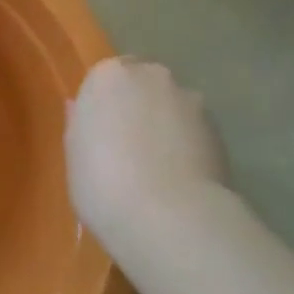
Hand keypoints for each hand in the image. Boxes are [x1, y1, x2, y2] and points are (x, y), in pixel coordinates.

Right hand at [65, 58, 226, 252]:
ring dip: (166, 125)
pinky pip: (194, 131)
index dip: (104, 105)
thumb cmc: (103, 183)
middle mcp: (152, 76)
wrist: (169, 217)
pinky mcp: (219, 129)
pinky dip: (188, 146)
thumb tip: (80, 107)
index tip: (101, 132)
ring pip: (172, 106)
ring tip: (159, 169)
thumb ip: (80, 124)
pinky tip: (180, 180)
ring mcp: (190, 100)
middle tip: (128, 147)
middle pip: (143, 84)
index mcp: (108, 76)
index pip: (105, 77)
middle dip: (138, 106)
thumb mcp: (74, 156)